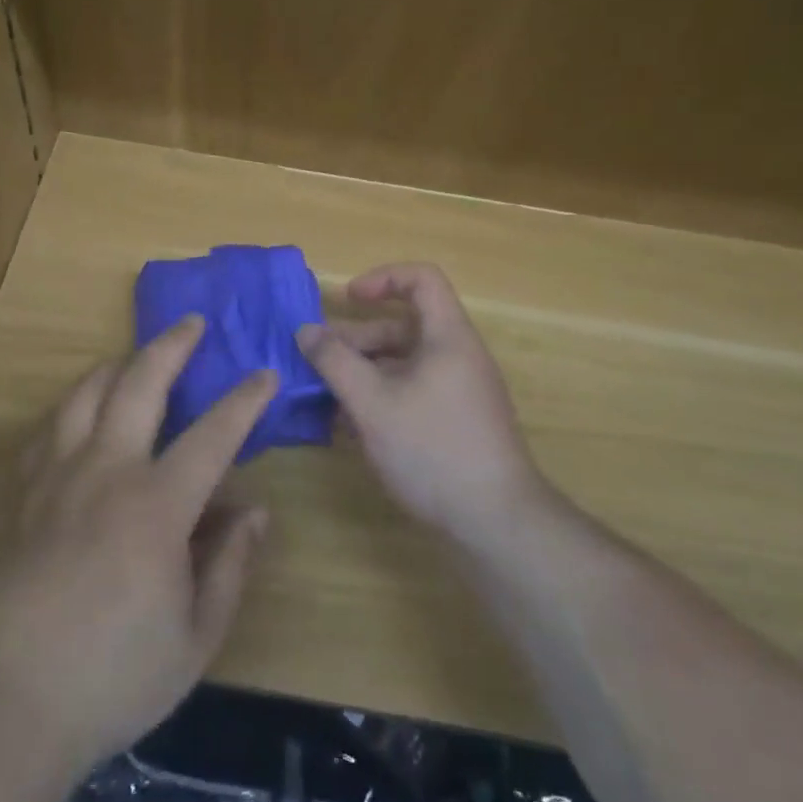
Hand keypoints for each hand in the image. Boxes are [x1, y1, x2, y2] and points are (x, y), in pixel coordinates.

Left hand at [0, 316, 274, 770]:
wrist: (21, 704)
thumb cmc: (120, 673)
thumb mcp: (198, 635)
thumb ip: (231, 564)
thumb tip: (254, 510)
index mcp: (155, 507)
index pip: (211, 436)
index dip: (243, 401)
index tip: (265, 373)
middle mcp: (106, 473)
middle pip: (138, 385)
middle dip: (170, 346)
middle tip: (193, 323)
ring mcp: (60, 478)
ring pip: (86, 394)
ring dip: (117, 365)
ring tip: (136, 358)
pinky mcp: (29, 495)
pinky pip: (49, 431)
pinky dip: (72, 409)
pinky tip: (82, 415)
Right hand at [297, 263, 545, 546]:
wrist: (496, 523)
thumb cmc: (432, 449)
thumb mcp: (372, 403)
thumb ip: (335, 362)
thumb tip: (306, 331)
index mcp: (447, 336)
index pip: (422, 279)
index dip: (383, 279)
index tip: (347, 301)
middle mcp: (458, 355)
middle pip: (405, 326)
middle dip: (357, 337)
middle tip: (318, 359)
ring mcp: (460, 391)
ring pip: (405, 363)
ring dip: (364, 372)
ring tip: (326, 396)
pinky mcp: (456, 421)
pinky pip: (414, 391)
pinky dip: (382, 396)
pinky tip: (352, 426)